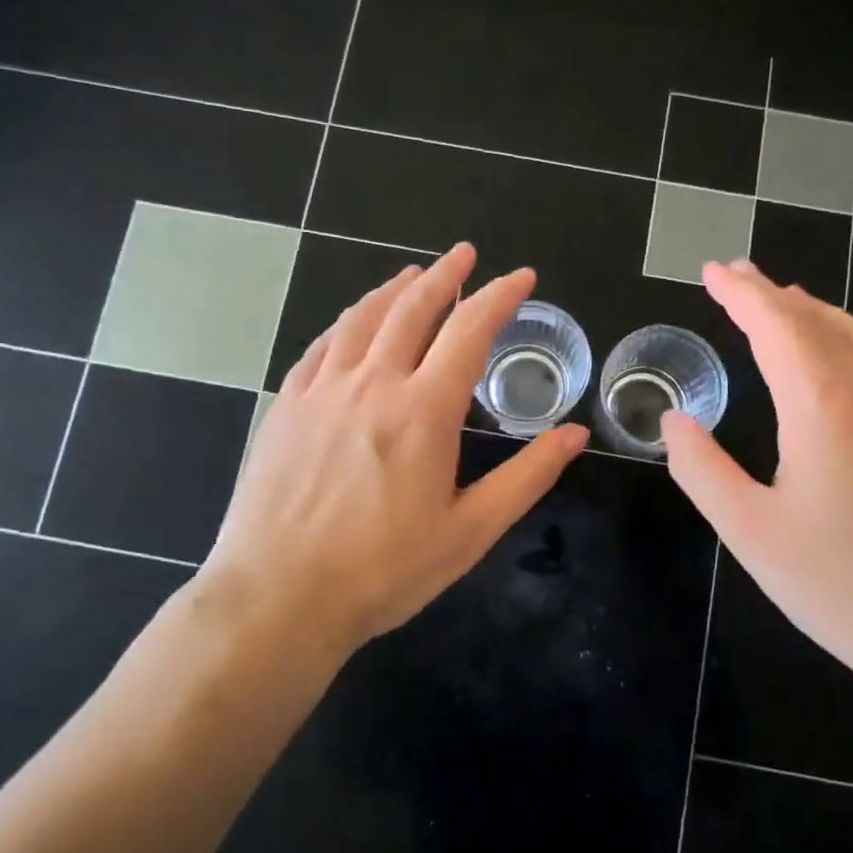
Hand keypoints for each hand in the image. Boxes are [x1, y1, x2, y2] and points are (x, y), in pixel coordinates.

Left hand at [199, 243, 588, 659]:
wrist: (277, 597)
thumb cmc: (383, 571)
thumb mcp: (470, 531)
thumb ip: (527, 476)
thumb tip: (574, 435)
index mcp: (423, 410)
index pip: (469, 330)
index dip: (499, 296)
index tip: (521, 277)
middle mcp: (371, 384)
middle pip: (412, 308)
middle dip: (445, 275)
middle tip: (465, 254)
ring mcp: (321, 391)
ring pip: (361, 318)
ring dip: (393, 290)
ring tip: (414, 276)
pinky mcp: (285, 406)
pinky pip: (321, 346)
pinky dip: (346, 323)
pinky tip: (352, 324)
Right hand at [660, 260, 852, 682]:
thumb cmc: (839, 583)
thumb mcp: (748, 530)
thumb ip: (702, 469)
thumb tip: (673, 420)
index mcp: (822, 407)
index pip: (778, 327)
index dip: (742, 295)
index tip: (712, 271)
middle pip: (818, 323)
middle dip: (772, 293)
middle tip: (735, 275)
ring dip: (814, 311)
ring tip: (784, 301)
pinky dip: (843, 338)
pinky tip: (834, 361)